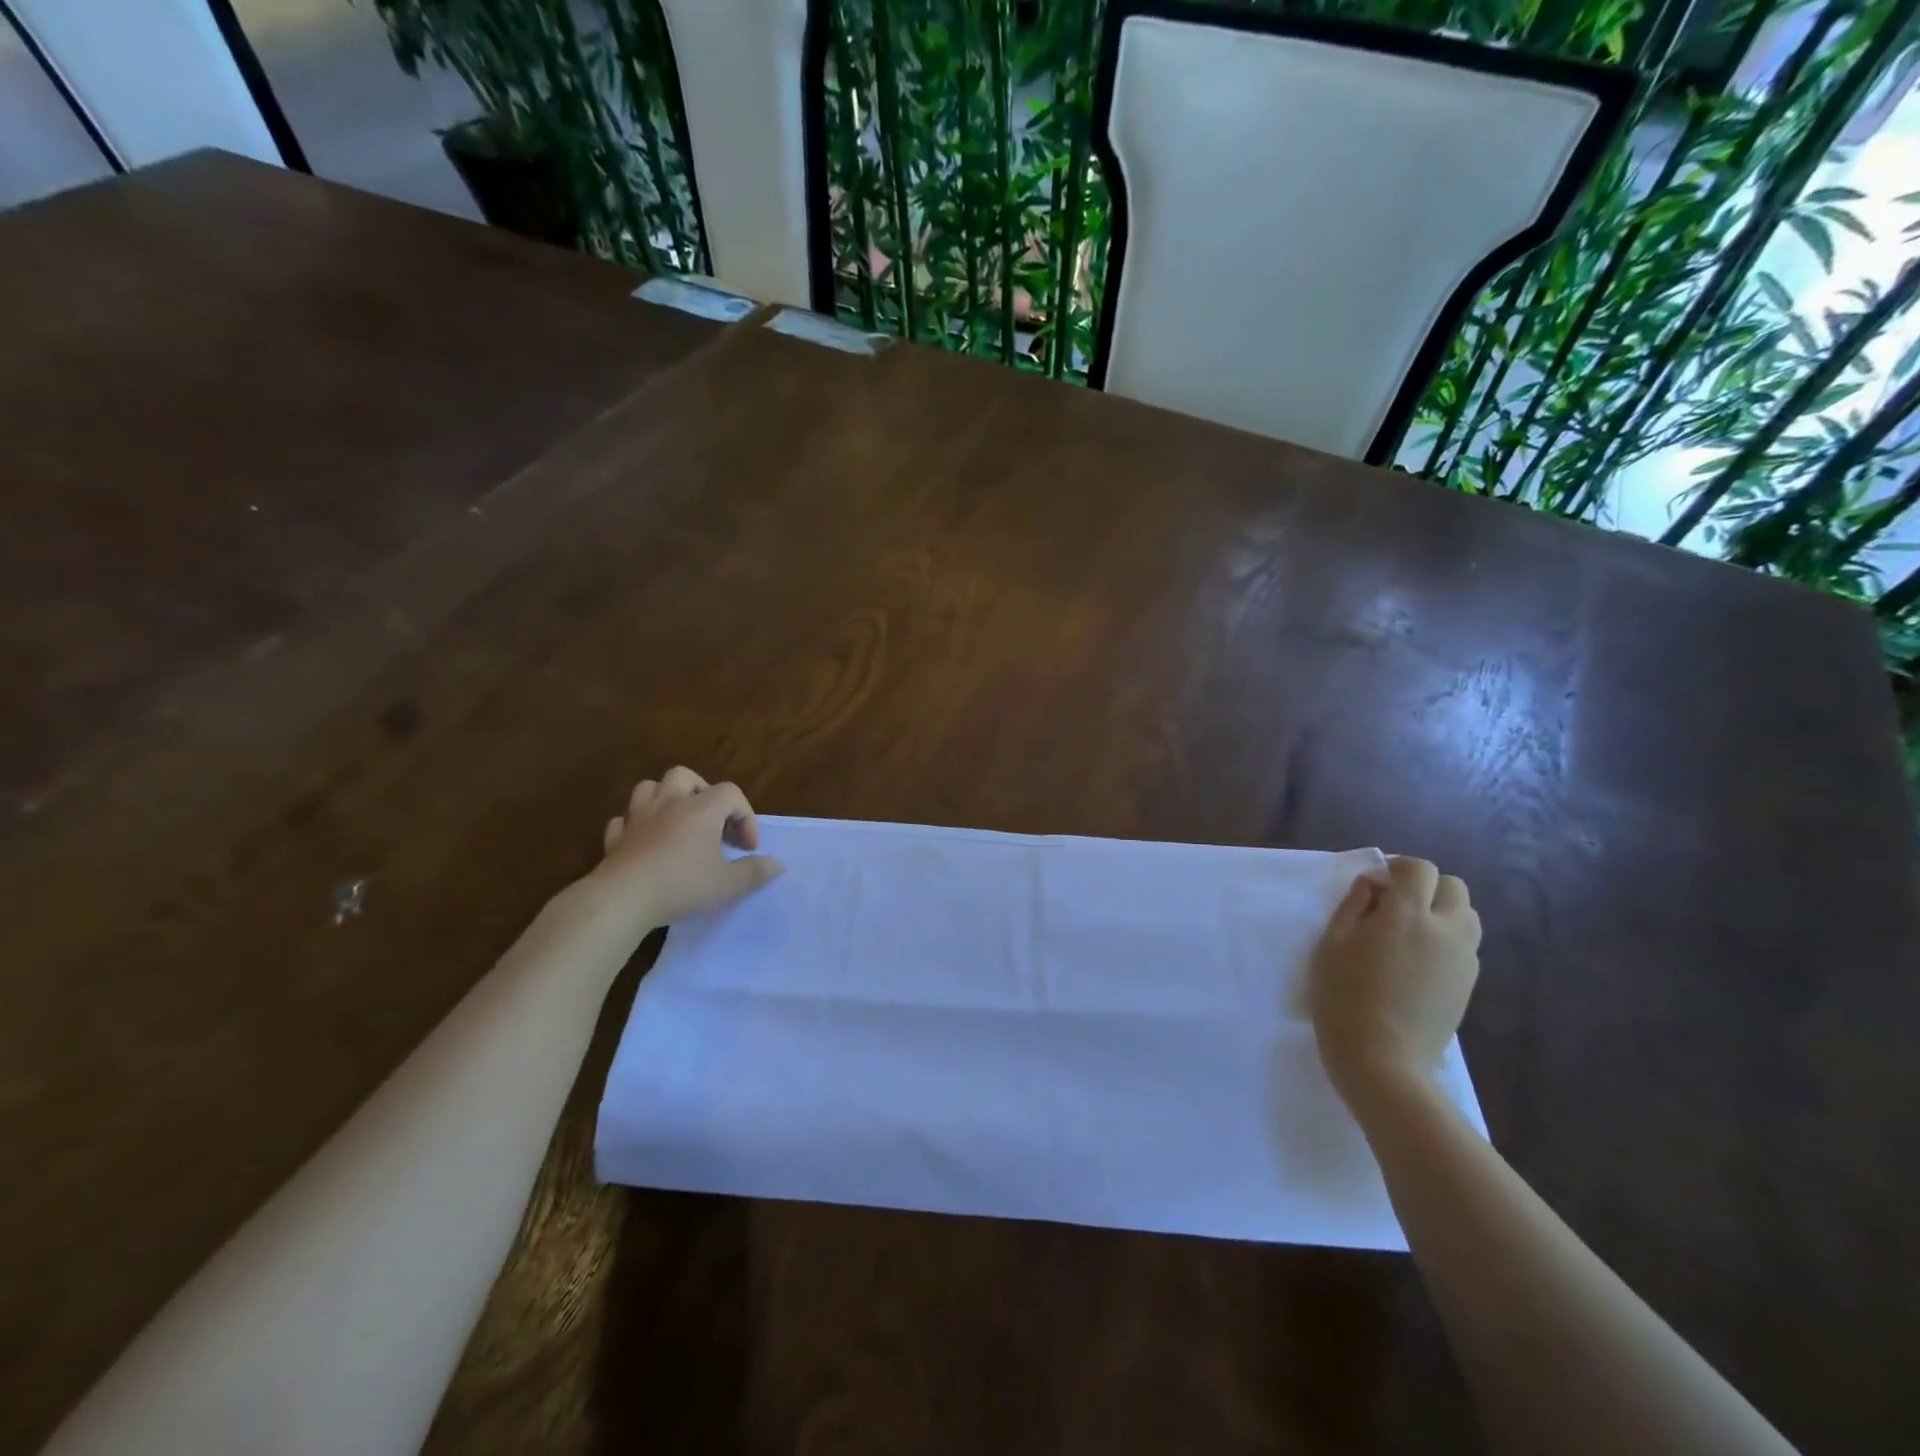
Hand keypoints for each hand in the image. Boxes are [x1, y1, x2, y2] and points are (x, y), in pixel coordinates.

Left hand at [586, 766, 783, 937]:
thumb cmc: (683, 885)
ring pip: (649, 788)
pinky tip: (645, 842)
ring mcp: (638, 817)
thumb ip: (755, 872)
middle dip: (702, 793)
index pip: (731, 793)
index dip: (745, 816)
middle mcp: (670, 803)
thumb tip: (778, 865)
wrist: (623, 898)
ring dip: (665, 799)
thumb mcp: (728, 884)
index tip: (746, 848)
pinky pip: (625, 820)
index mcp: (702, 809)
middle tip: (711, 823)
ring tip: (677, 823)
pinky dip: (636, 825)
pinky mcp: (615, 836)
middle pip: (685, 776)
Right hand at [1307, 856, 1481, 1105]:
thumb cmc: (1343, 996)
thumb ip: (1354, 906)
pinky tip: (1419, 960)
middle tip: (1394, 904)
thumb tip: (1372, 884)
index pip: (1419, 869)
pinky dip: (1448, 938)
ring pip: (1467, 915)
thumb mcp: (1332, 943)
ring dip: (1443, 911)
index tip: (1377, 883)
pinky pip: (1466, 945)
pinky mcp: (1469, 984)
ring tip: (1410, 931)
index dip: (1398, 867)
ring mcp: (1463, 959)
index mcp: (1406, 915)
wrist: (1381, 1060)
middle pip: (1453, 887)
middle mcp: (1445, 930)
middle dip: (1426, 886)